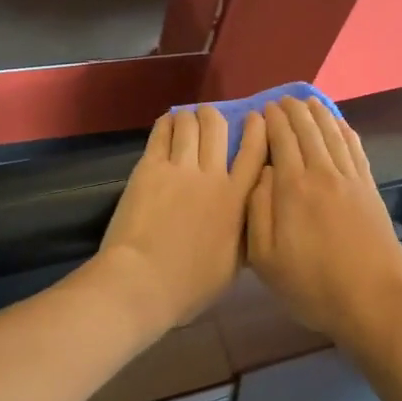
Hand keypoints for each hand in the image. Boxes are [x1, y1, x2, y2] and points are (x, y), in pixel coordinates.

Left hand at [89, 106, 268, 339]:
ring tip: (187, 118)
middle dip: (216, 115)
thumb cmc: (190, 285)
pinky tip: (168, 122)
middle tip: (211, 116)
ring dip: (190, 116)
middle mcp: (212, 175)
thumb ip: (244, 232)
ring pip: (190, 124)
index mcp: (237, 200)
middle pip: (218, 127)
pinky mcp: (149, 167)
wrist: (143, 281)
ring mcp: (179, 168)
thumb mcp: (234, 265)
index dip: (258, 129)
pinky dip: (167, 122)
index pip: (254, 152)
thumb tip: (249, 214)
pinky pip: (161, 133)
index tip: (256, 118)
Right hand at [246, 98, 401, 349]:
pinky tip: (339, 123)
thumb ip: (257, 209)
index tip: (263, 109)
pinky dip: (345, 130)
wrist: (371, 302)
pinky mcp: (370, 189)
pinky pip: (356, 149)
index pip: (281, 139)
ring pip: (332, 133)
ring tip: (307, 102)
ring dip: (318, 114)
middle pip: (307, 129)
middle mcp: (322, 173)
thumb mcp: (264, 257)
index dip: (272, 121)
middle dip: (293, 111)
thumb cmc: (310, 284)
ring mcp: (350, 179)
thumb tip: (260, 172)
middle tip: (281, 101)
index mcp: (292, 187)